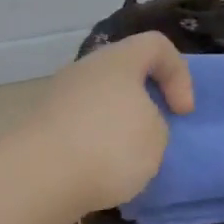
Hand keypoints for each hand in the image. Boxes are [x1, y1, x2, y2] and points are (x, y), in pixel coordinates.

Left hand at [18, 33, 193, 217]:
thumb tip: (131, 126)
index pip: (156, 45)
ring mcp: (57, 98)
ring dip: (115, 127)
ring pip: (98, 102)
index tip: (182, 113)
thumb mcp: (156, 137)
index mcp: (117, 60)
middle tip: (154, 135)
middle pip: (122, 74)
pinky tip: (98, 173)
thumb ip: (154, 123)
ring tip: (126, 161)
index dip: (179, 74)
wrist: (40, 178)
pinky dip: (92, 145)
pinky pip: (78, 128)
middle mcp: (83, 70)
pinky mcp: (41, 128)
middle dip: (143, 102)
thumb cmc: (110, 146)